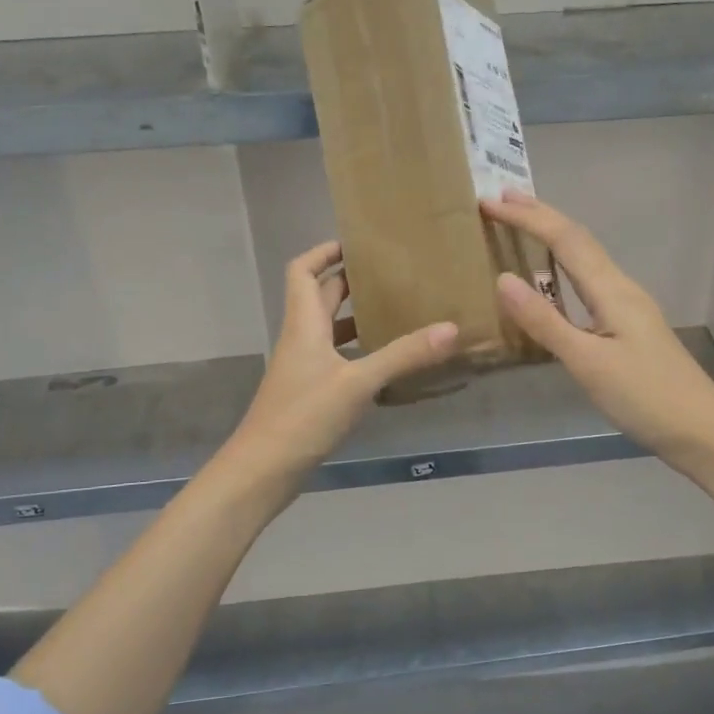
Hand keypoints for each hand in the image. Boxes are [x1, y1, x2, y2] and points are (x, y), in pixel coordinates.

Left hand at [224, 240, 459, 484]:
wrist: (262, 471)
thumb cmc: (304, 416)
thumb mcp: (358, 383)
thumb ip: (404, 356)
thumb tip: (451, 328)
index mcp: (304, 324)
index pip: (304, 271)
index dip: (324, 251)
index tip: (357, 243)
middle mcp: (300, 339)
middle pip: (320, 296)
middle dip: (351, 280)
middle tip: (391, 274)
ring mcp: (303, 368)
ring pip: (329, 329)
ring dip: (356, 317)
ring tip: (396, 311)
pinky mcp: (310, 393)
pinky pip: (336, 358)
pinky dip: (358, 352)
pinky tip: (387, 362)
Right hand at [484, 193, 713, 468]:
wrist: (701, 430)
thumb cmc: (644, 396)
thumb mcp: (587, 362)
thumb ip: (545, 321)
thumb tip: (503, 279)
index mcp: (611, 290)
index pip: (564, 239)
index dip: (526, 217)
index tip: (489, 202)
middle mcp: (621, 288)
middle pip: (578, 239)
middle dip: (539, 215)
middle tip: (500, 199)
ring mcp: (628, 306)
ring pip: (585, 258)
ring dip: (552, 236)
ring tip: (521, 226)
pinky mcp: (628, 325)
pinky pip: (589, 281)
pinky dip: (563, 266)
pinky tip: (554, 280)